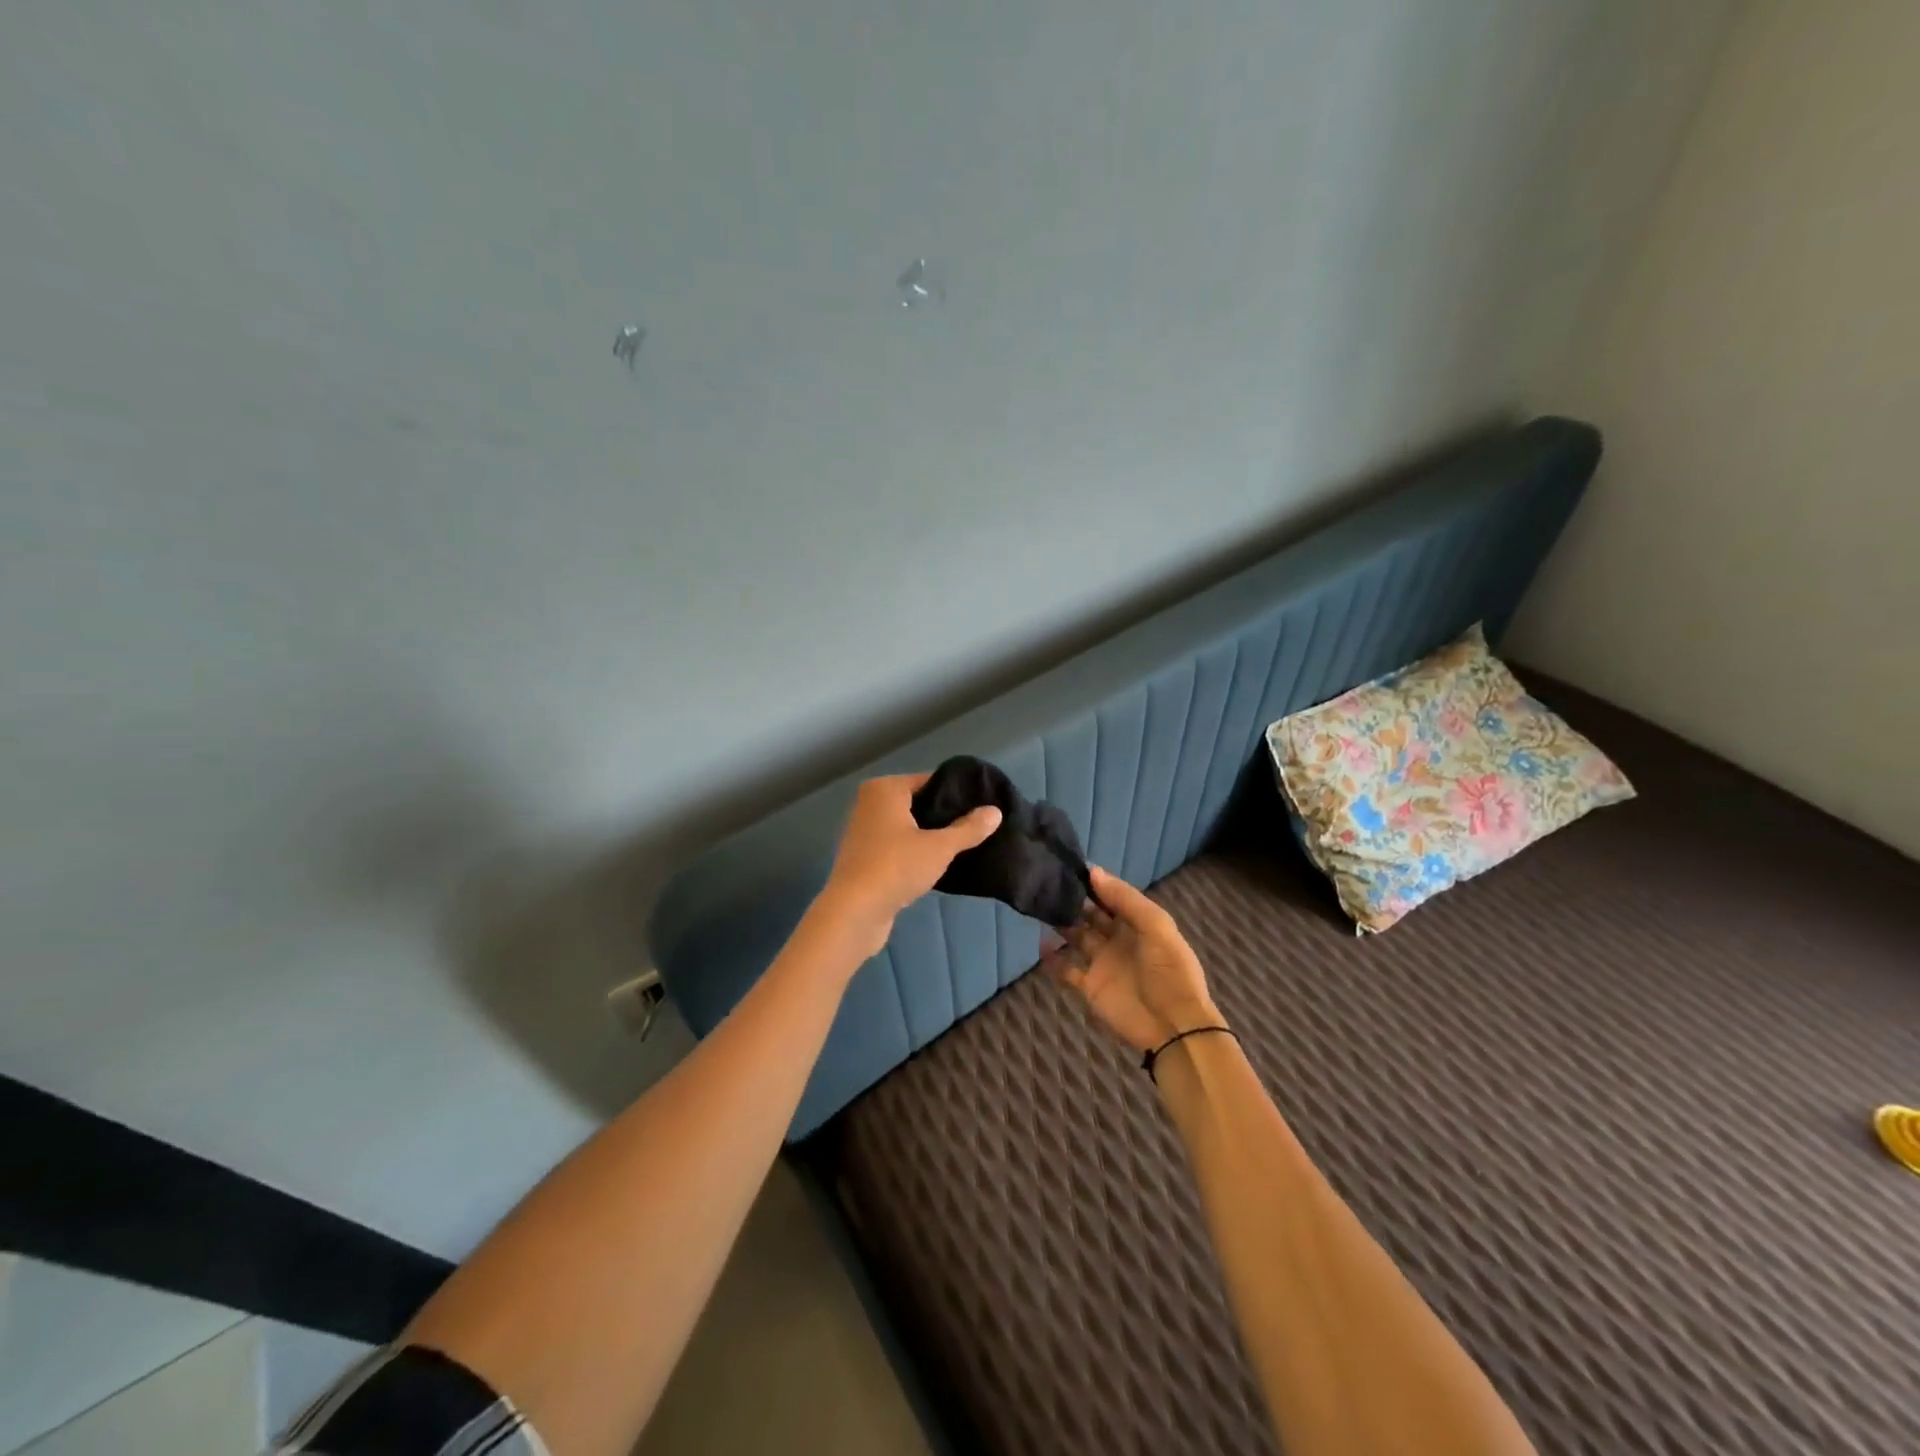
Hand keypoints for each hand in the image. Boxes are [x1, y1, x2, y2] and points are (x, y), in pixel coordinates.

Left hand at [816, 773, 1002, 958]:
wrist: (853, 912)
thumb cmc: (896, 867)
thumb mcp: (939, 847)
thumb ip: (968, 829)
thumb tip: (995, 811)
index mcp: (884, 789)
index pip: (929, 782)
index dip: (955, 795)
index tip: (981, 809)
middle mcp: (869, 804)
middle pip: (917, 804)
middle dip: (943, 817)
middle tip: (976, 829)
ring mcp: (863, 831)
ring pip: (906, 827)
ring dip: (929, 837)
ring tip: (961, 847)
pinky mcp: (862, 858)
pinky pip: (896, 847)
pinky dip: (913, 853)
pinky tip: (936, 866)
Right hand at [1041, 866, 1221, 1053]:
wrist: (1173, 1026)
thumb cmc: (1169, 971)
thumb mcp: (1156, 927)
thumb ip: (1125, 899)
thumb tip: (1093, 871)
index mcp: (1138, 923)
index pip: (1112, 897)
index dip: (1094, 883)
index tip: (1069, 867)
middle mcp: (1118, 939)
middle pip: (1091, 915)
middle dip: (1074, 901)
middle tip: (1049, 885)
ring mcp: (1102, 963)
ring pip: (1076, 937)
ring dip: (1061, 924)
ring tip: (1041, 909)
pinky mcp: (1089, 986)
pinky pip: (1066, 969)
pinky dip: (1052, 959)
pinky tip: (1041, 945)